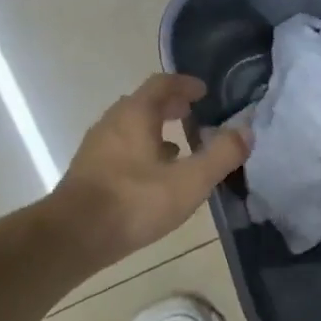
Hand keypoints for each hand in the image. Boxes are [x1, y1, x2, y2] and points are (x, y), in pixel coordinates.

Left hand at [52, 74, 249, 270]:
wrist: (75, 236)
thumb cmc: (135, 202)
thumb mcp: (189, 181)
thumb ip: (221, 155)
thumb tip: (246, 132)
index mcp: (134, 115)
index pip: (161, 84)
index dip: (184, 85)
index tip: (203, 92)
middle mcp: (112, 123)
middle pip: (143, 104)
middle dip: (169, 107)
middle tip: (193, 115)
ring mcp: (97, 148)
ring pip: (130, 129)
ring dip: (155, 131)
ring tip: (179, 146)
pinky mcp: (90, 173)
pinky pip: (121, 151)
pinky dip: (141, 152)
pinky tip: (154, 177)